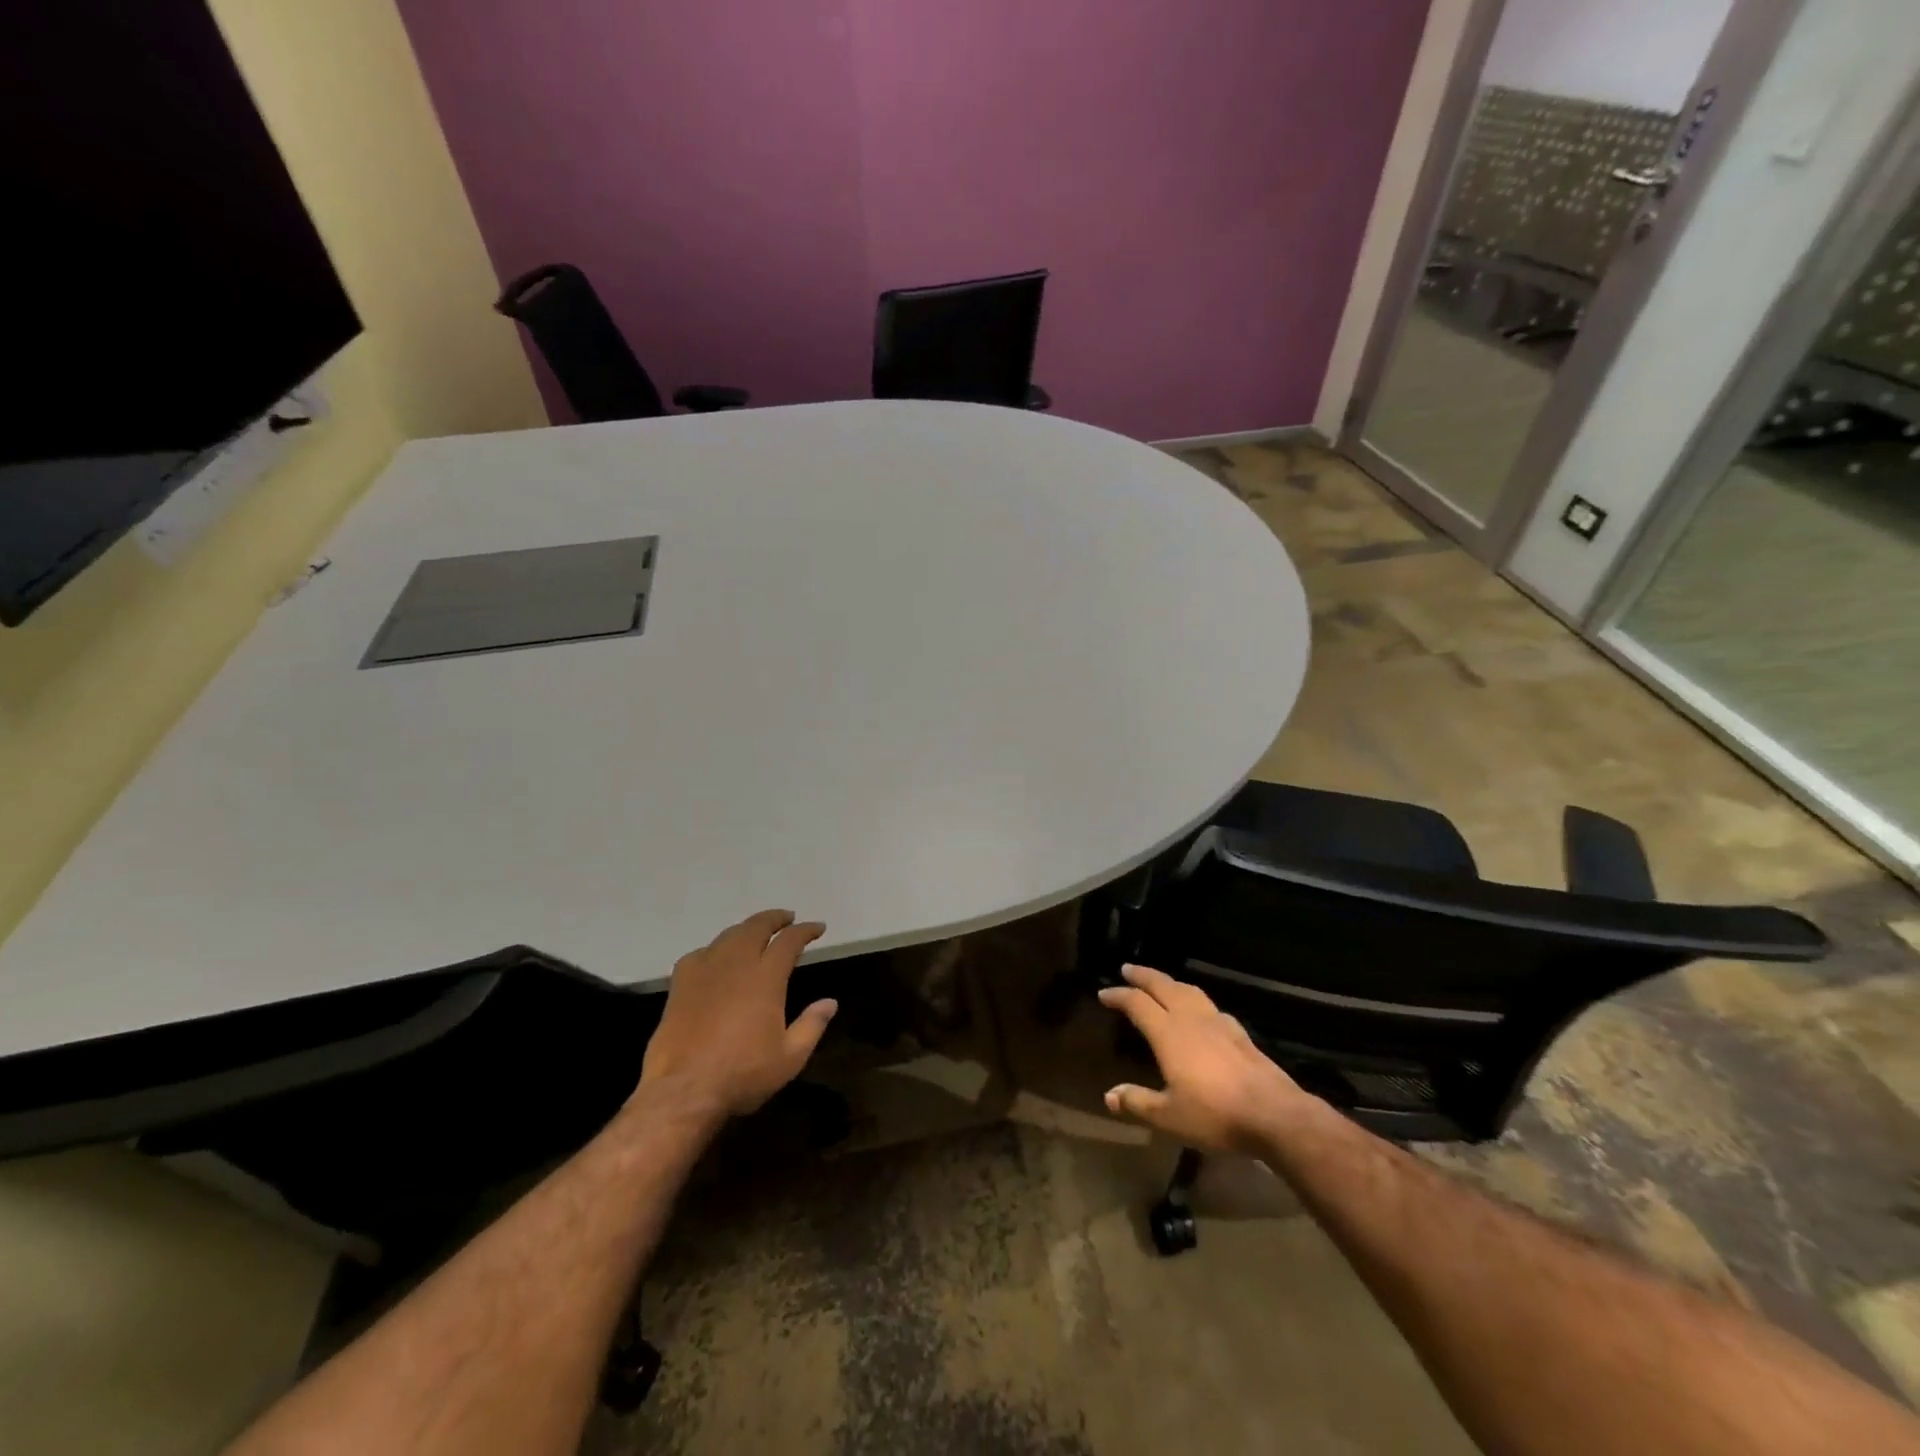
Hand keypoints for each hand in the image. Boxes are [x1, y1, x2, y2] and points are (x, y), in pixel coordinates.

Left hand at [638, 910, 836, 1118]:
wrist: (682, 1092)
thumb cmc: (742, 1074)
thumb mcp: (789, 1057)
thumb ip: (812, 1025)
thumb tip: (830, 1002)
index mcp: (765, 978)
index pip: (789, 941)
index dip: (805, 930)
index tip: (817, 928)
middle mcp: (736, 964)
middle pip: (756, 927)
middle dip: (774, 919)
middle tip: (787, 918)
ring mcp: (704, 972)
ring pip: (728, 936)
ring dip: (746, 929)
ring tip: (756, 932)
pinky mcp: (680, 986)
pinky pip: (700, 953)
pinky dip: (715, 949)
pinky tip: (716, 958)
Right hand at [1099, 963, 1316, 1154]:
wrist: (1274, 1114)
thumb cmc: (1215, 1114)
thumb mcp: (1169, 1117)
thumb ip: (1138, 1102)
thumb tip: (1109, 1095)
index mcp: (1168, 1033)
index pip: (1137, 1003)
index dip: (1119, 995)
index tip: (1104, 993)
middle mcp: (1190, 1019)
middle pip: (1163, 986)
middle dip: (1143, 976)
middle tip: (1128, 969)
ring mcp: (1218, 1022)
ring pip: (1189, 991)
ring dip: (1170, 982)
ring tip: (1161, 983)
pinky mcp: (1239, 1033)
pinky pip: (1210, 1006)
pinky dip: (1195, 1000)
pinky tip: (1200, 1011)